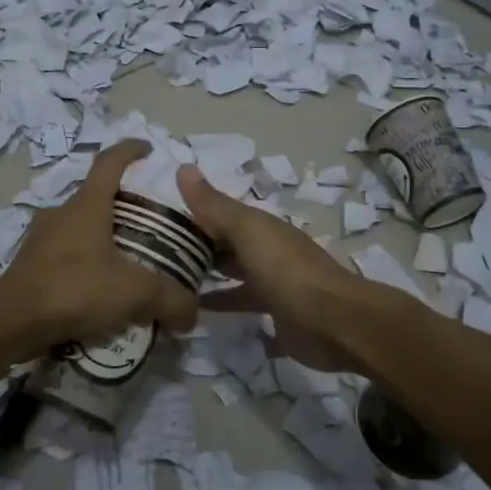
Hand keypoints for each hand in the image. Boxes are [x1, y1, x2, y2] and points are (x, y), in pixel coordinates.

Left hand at [0, 141, 198, 356]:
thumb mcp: (135, 293)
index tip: (148, 150)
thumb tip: (193, 315)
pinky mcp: (29, 264)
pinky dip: (84, 263)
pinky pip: (65, 254)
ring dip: (102, 236)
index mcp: (87, 205)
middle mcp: (61, 212)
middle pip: (96, 196)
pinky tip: (98, 289)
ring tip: (127, 260)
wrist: (12, 322)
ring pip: (78, 227)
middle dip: (122, 204)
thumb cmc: (75, 289)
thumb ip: (171, 300)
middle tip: (149, 223)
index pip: (110, 162)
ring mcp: (40, 238)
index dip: (130, 150)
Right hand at [177, 165, 375, 373]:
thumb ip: (215, 205)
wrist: (334, 322)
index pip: (221, 217)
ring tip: (174, 293)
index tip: (156, 225)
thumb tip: (182, 167)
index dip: (192, 218)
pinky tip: (205, 320)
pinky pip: (250, 312)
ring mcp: (276, 288)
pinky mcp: (280, 320)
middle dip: (199, 252)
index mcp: (262, 230)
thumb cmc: (287, 271)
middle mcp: (269, 254)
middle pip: (229, 249)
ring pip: (238, 281)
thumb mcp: (247, 231)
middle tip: (157, 262)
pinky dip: (231, 312)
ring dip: (213, 284)